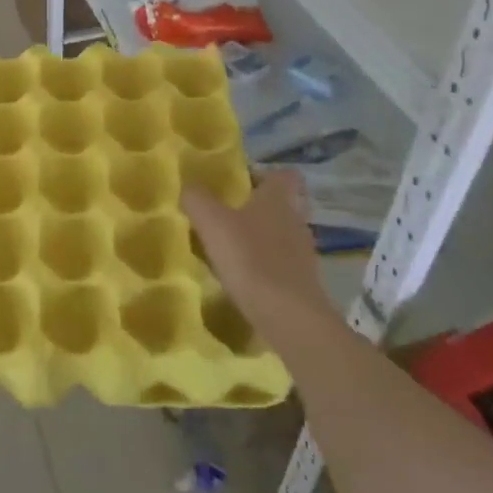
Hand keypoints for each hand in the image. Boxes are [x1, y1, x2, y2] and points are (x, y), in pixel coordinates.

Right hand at [182, 171, 335, 337]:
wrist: (289, 317)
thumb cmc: (251, 258)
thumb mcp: (212, 222)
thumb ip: (197, 199)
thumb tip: (189, 187)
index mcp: (279, 198)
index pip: (284, 175)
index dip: (263, 175)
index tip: (238, 184)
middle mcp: (296, 221)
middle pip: (281, 205)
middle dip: (256, 209)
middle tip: (226, 215)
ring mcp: (303, 254)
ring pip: (281, 236)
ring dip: (259, 239)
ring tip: (229, 249)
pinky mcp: (303, 284)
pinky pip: (281, 265)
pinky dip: (264, 267)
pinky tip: (241, 278)